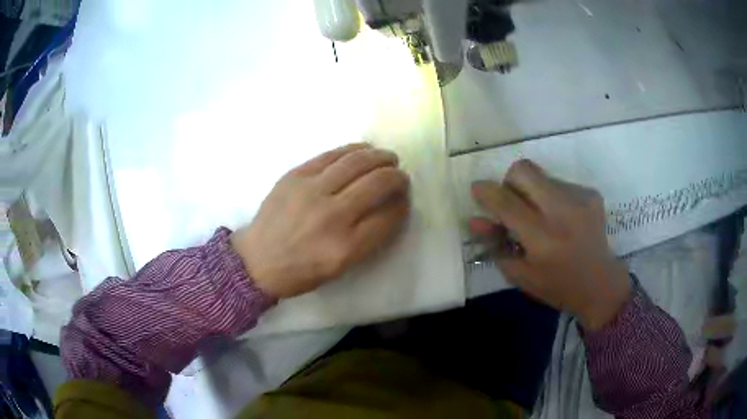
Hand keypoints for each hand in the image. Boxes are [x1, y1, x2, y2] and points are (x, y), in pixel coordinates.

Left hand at [231, 143, 409, 298]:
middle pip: (376, 184)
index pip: (387, 216)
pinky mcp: (295, 176)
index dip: (402, 204)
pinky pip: (330, 155)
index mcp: (345, 247)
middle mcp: (332, 216)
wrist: (257, 260)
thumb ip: (369, 238)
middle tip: (401, 175)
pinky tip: (363, 150)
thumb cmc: (301, 271)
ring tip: (388, 157)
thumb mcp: (341, 267)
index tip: (404, 198)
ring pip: (356, 162)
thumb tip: (390, 206)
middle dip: (396, 177)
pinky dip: (352, 150)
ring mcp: (311, 191)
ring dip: (379, 157)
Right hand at [470, 160, 630, 330]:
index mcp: (542, 238)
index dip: (486, 192)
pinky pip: (560, 183)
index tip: (477, 189)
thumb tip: (475, 219)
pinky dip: (553, 197)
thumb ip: (495, 245)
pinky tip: (563, 219)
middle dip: (510, 181)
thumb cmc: (556, 285)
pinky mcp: (591, 194)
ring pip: (542, 176)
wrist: (600, 284)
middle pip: (524, 170)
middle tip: (513, 202)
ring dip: (533, 192)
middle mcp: (562, 212)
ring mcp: (580, 199)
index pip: (506, 203)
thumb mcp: (520, 274)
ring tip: (544, 218)